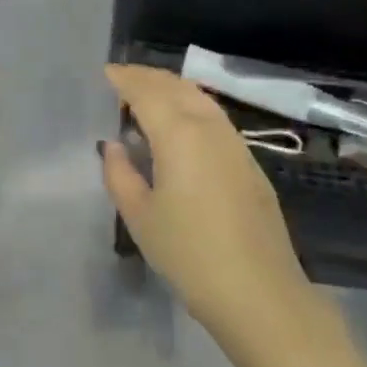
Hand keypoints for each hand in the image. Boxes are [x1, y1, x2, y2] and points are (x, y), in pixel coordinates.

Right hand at [101, 64, 322, 354]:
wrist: (260, 292)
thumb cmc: (190, 255)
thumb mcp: (140, 218)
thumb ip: (120, 175)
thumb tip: (114, 146)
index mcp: (179, 133)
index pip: (147, 91)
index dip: (125, 79)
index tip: (106, 73)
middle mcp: (209, 126)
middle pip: (176, 86)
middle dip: (148, 77)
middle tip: (123, 80)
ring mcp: (234, 142)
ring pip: (199, 97)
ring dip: (172, 88)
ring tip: (148, 96)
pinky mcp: (249, 161)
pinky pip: (214, 116)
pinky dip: (191, 106)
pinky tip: (180, 125)